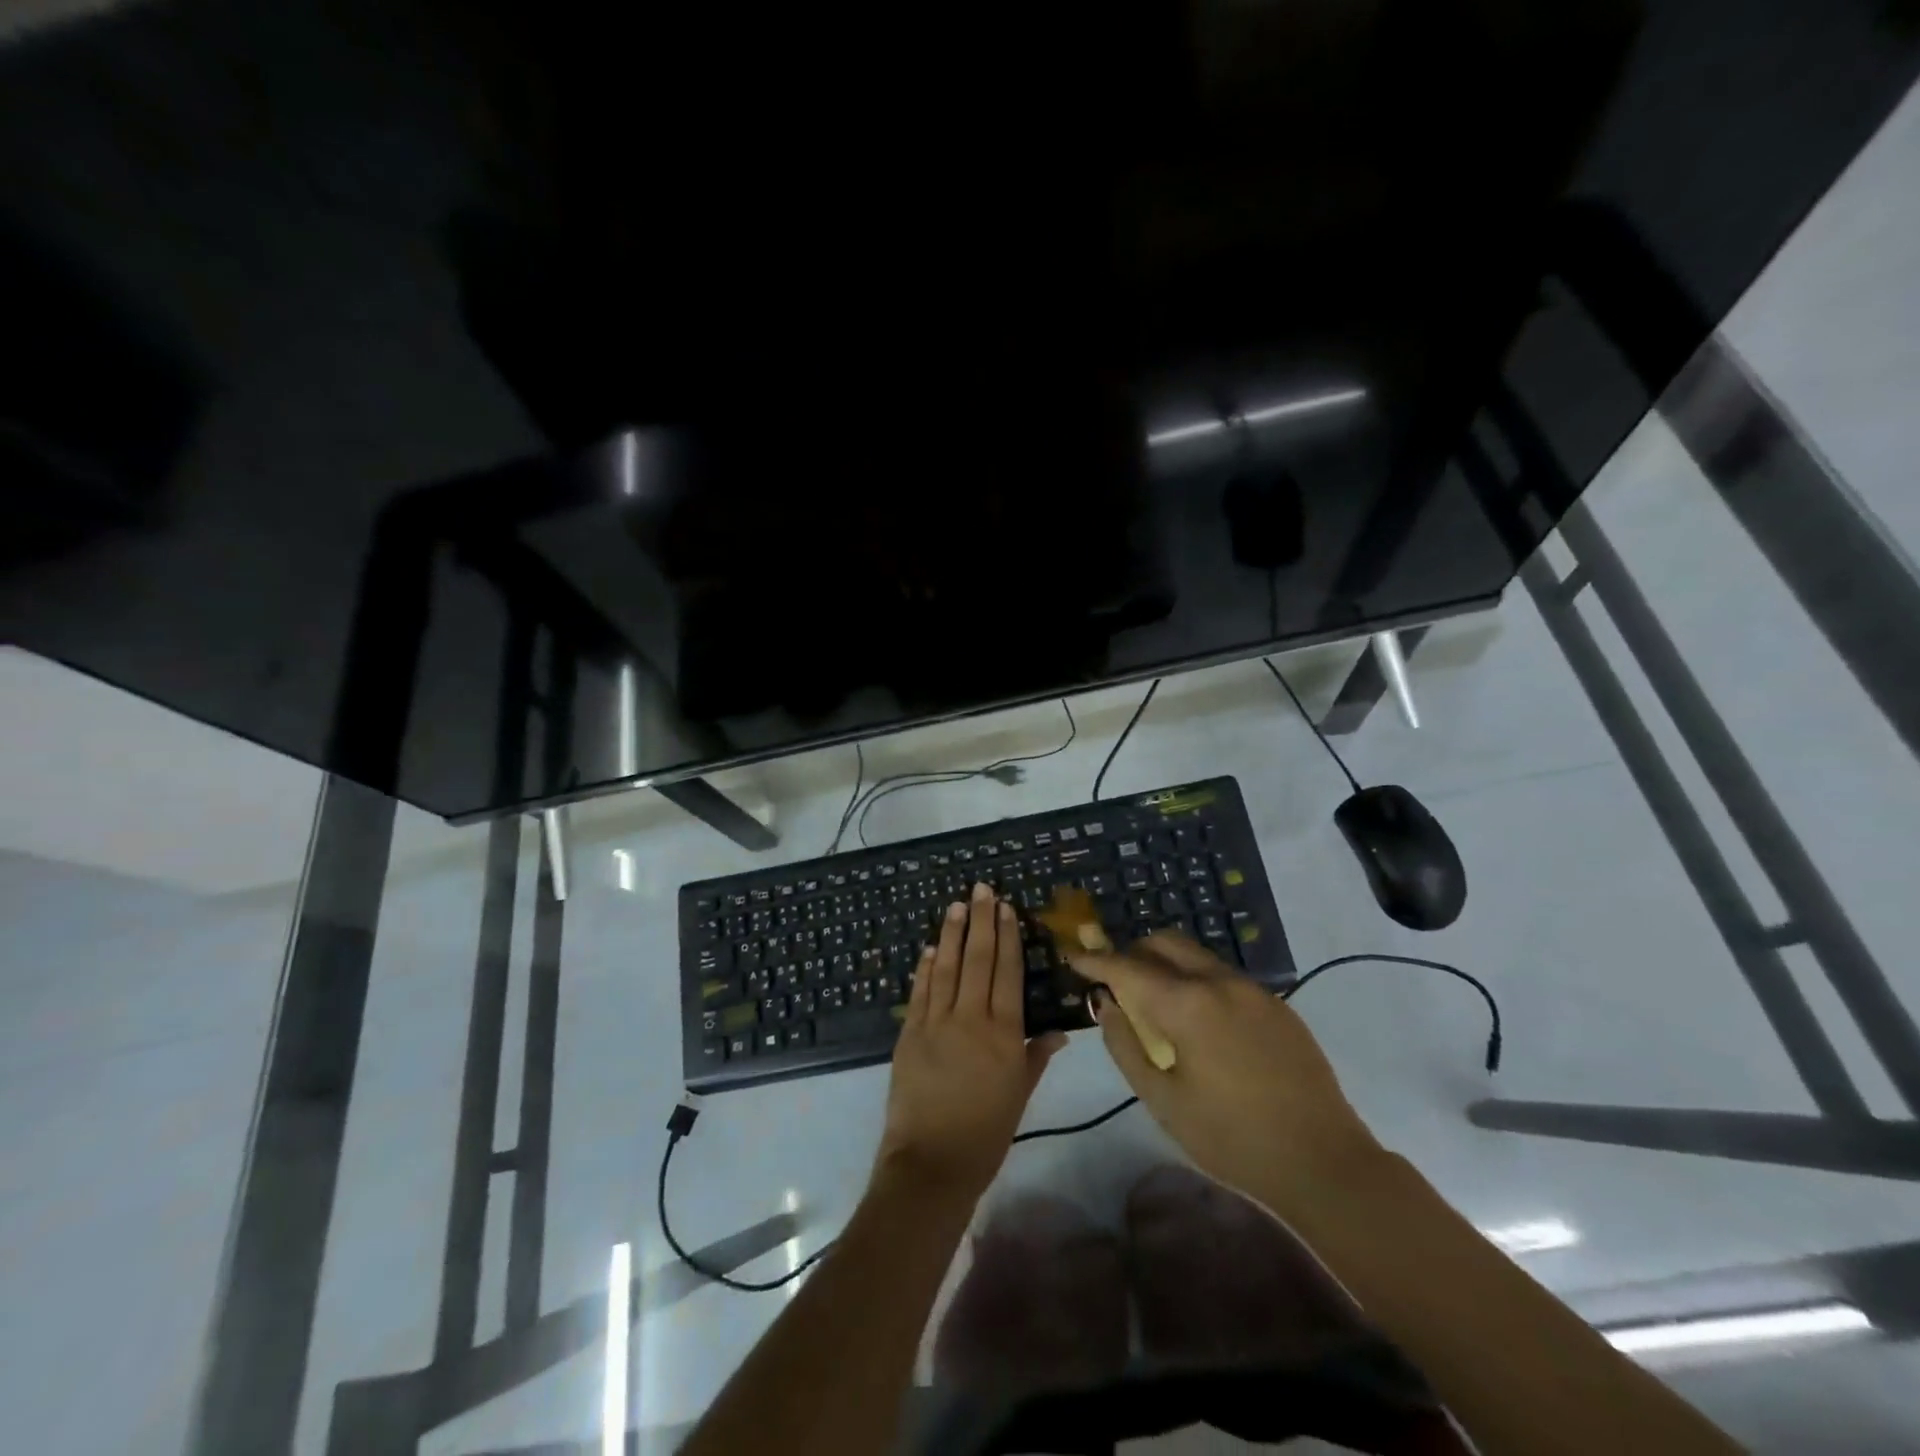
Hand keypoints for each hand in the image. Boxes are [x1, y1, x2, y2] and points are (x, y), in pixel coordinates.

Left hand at [875, 882, 1065, 1201]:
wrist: (932, 1163)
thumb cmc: (986, 1134)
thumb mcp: (1020, 1095)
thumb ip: (1036, 1057)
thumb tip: (1060, 1032)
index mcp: (1003, 1033)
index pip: (1007, 973)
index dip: (1007, 938)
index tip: (1006, 908)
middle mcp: (971, 1018)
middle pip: (978, 960)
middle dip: (981, 921)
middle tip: (981, 889)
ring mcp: (936, 1022)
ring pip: (946, 967)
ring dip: (951, 933)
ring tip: (957, 905)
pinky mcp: (909, 1033)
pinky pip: (920, 991)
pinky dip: (925, 967)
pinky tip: (929, 947)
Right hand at [1070, 935, 1382, 1216]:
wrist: (1325, 1163)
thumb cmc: (1233, 1139)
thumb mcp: (1163, 1101)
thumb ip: (1126, 1046)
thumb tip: (1107, 1005)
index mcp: (1187, 1004)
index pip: (1127, 966)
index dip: (1095, 960)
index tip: (1073, 957)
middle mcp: (1219, 982)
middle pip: (1164, 942)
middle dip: (1133, 952)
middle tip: (1116, 980)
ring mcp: (1253, 989)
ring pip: (1196, 955)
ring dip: (1166, 964)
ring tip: (1155, 999)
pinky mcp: (1277, 1004)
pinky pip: (1224, 975)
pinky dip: (1197, 980)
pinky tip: (1199, 1020)